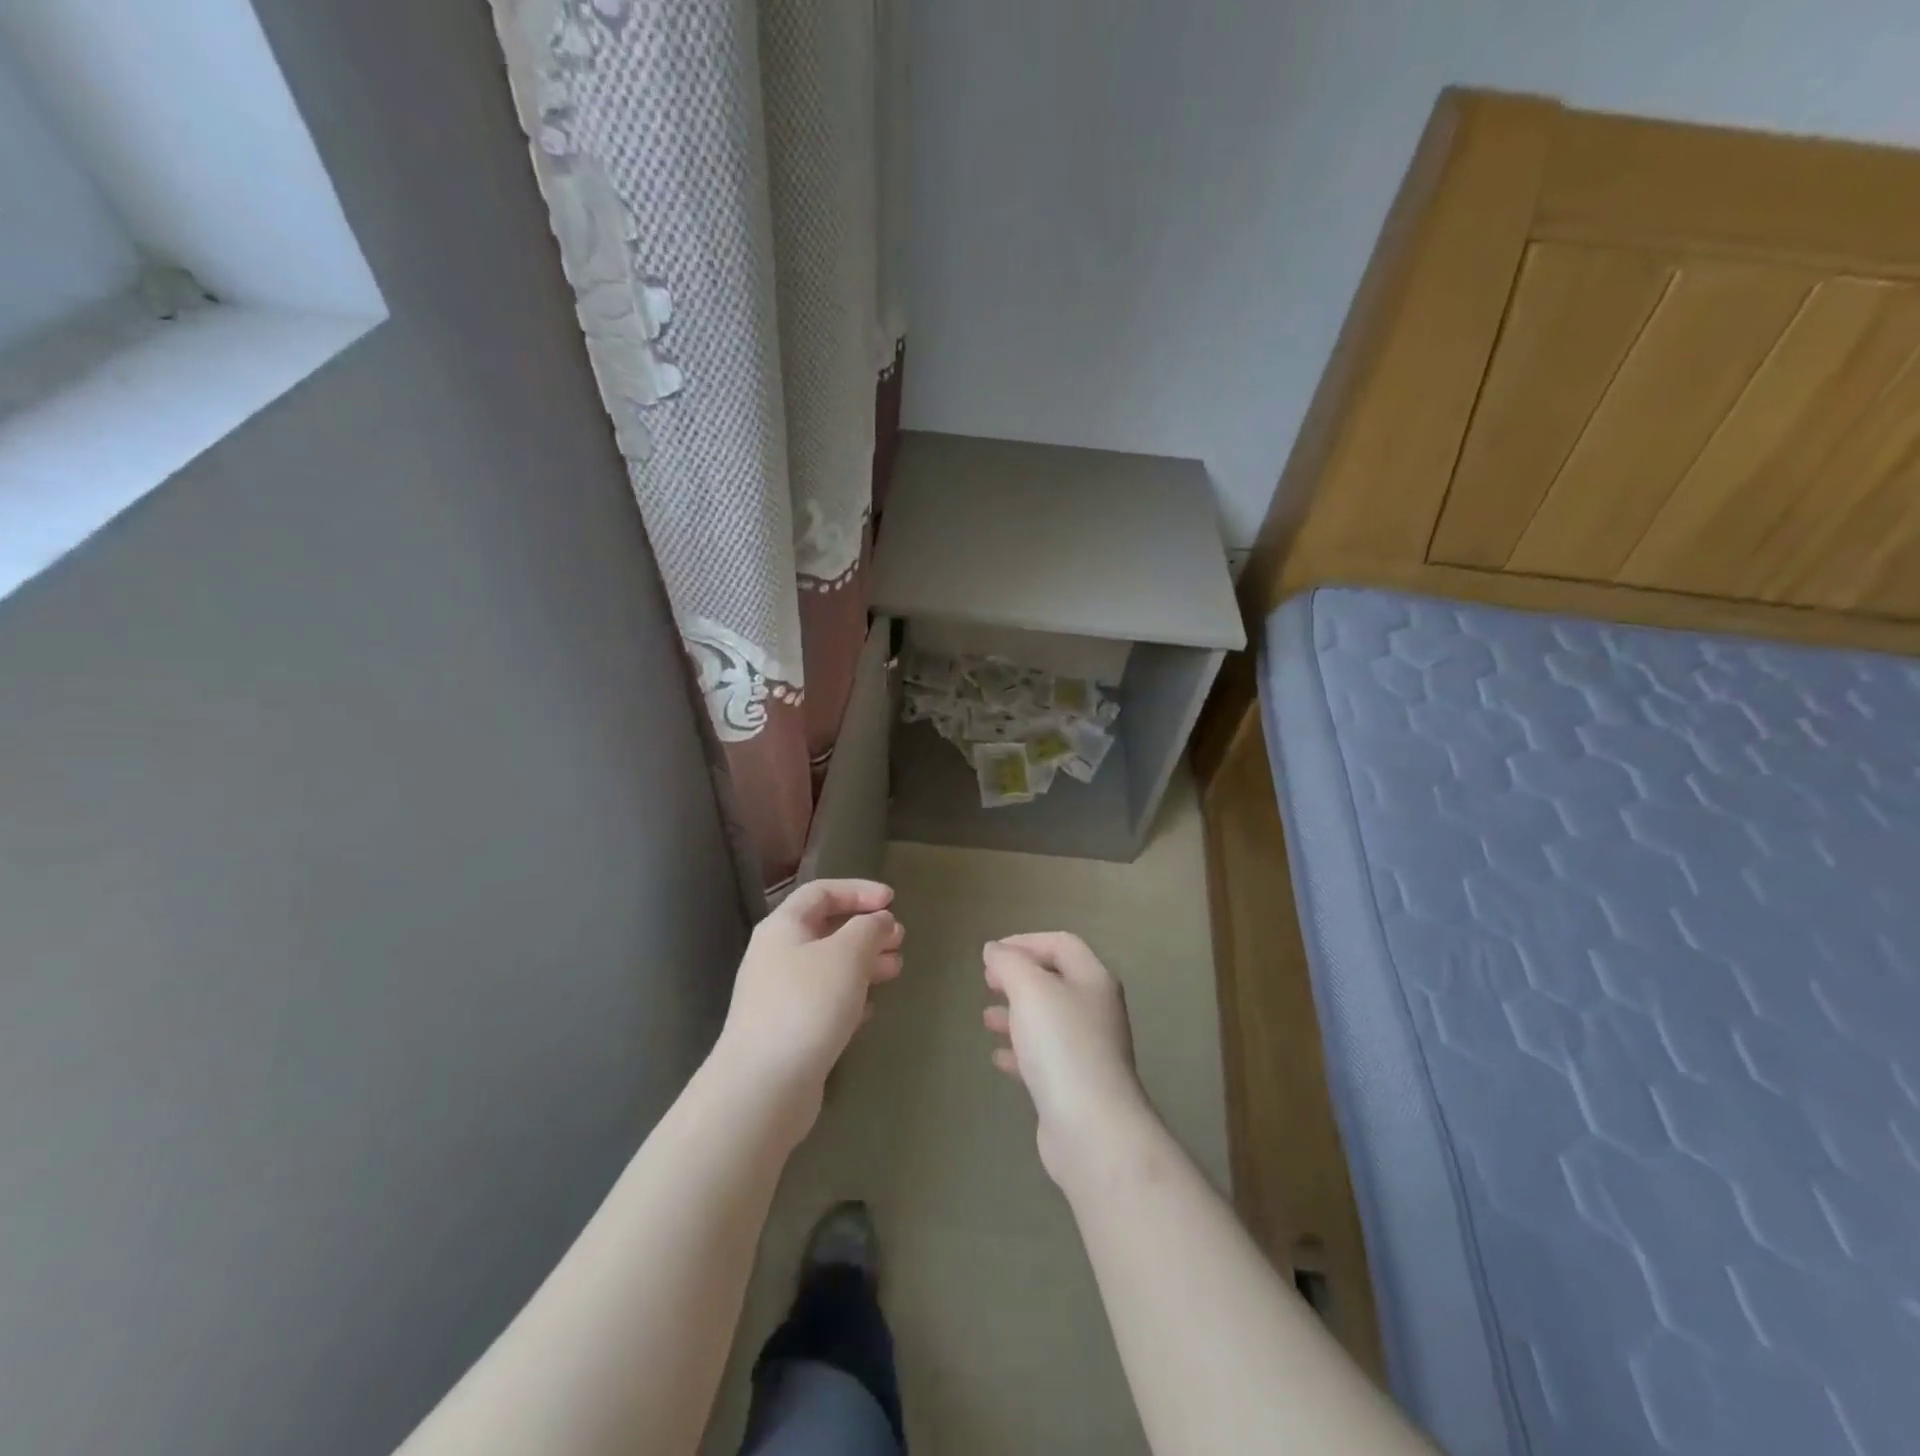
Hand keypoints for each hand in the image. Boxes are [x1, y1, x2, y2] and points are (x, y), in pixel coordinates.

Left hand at [714, 879, 903, 1139]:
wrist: (763, 1087)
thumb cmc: (807, 1005)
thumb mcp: (847, 955)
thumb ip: (869, 929)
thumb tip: (879, 921)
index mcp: (783, 927)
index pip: (821, 892)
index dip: (858, 890)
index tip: (893, 901)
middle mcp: (777, 955)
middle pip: (826, 929)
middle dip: (866, 930)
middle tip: (900, 939)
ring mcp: (780, 995)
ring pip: (829, 967)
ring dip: (864, 964)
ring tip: (896, 971)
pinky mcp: (788, 1031)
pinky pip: (824, 1001)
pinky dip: (851, 997)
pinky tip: (870, 1010)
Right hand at [982, 933, 1154, 1188]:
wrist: (1091, 1127)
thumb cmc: (1061, 1045)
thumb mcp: (1030, 990)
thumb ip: (1010, 963)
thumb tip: (995, 950)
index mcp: (1093, 980)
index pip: (1061, 944)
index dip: (1026, 942)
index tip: (992, 954)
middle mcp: (1096, 1010)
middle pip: (1056, 981)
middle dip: (1019, 978)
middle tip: (988, 982)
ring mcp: (1089, 1050)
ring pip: (1048, 1021)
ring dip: (1017, 1014)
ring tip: (986, 1018)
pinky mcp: (1076, 1086)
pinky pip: (1045, 1058)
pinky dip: (1021, 1052)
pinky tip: (998, 1058)